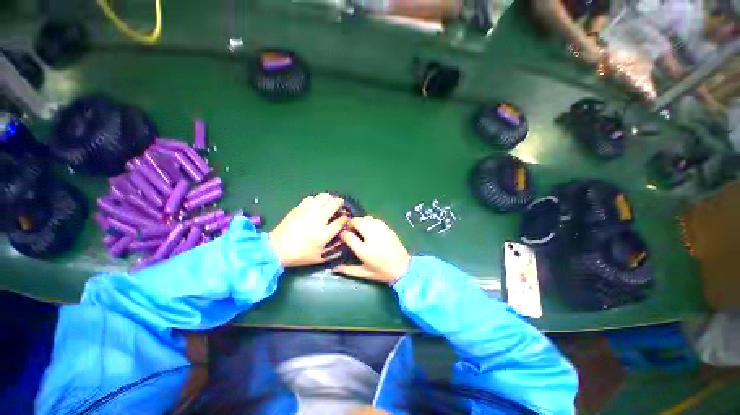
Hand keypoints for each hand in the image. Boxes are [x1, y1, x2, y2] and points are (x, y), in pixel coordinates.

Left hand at [269, 193, 347, 266]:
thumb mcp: (320, 257)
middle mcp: (318, 219)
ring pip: (323, 197)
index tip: (346, 218)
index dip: (346, 218)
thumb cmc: (300, 255)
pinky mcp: (299, 208)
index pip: (341, 220)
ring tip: (330, 201)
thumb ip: (334, 249)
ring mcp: (308, 212)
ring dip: (329, 198)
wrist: (277, 249)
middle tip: (341, 205)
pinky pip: (311, 198)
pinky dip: (317, 199)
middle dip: (341, 202)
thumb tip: (343, 239)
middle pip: (334, 203)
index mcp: (324, 233)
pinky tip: (316, 204)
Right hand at [334, 216, 410, 284]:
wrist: (402, 268)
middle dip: (351, 224)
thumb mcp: (364, 273)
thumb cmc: (382, 272)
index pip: (348, 236)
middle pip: (358, 222)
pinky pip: (376, 219)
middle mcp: (372, 237)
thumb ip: (348, 270)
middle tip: (351, 230)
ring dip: (361, 221)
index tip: (342, 236)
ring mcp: (381, 231)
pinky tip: (371, 229)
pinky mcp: (387, 228)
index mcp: (364, 250)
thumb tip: (334, 269)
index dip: (343, 234)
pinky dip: (370, 222)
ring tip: (360, 229)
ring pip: (367, 218)